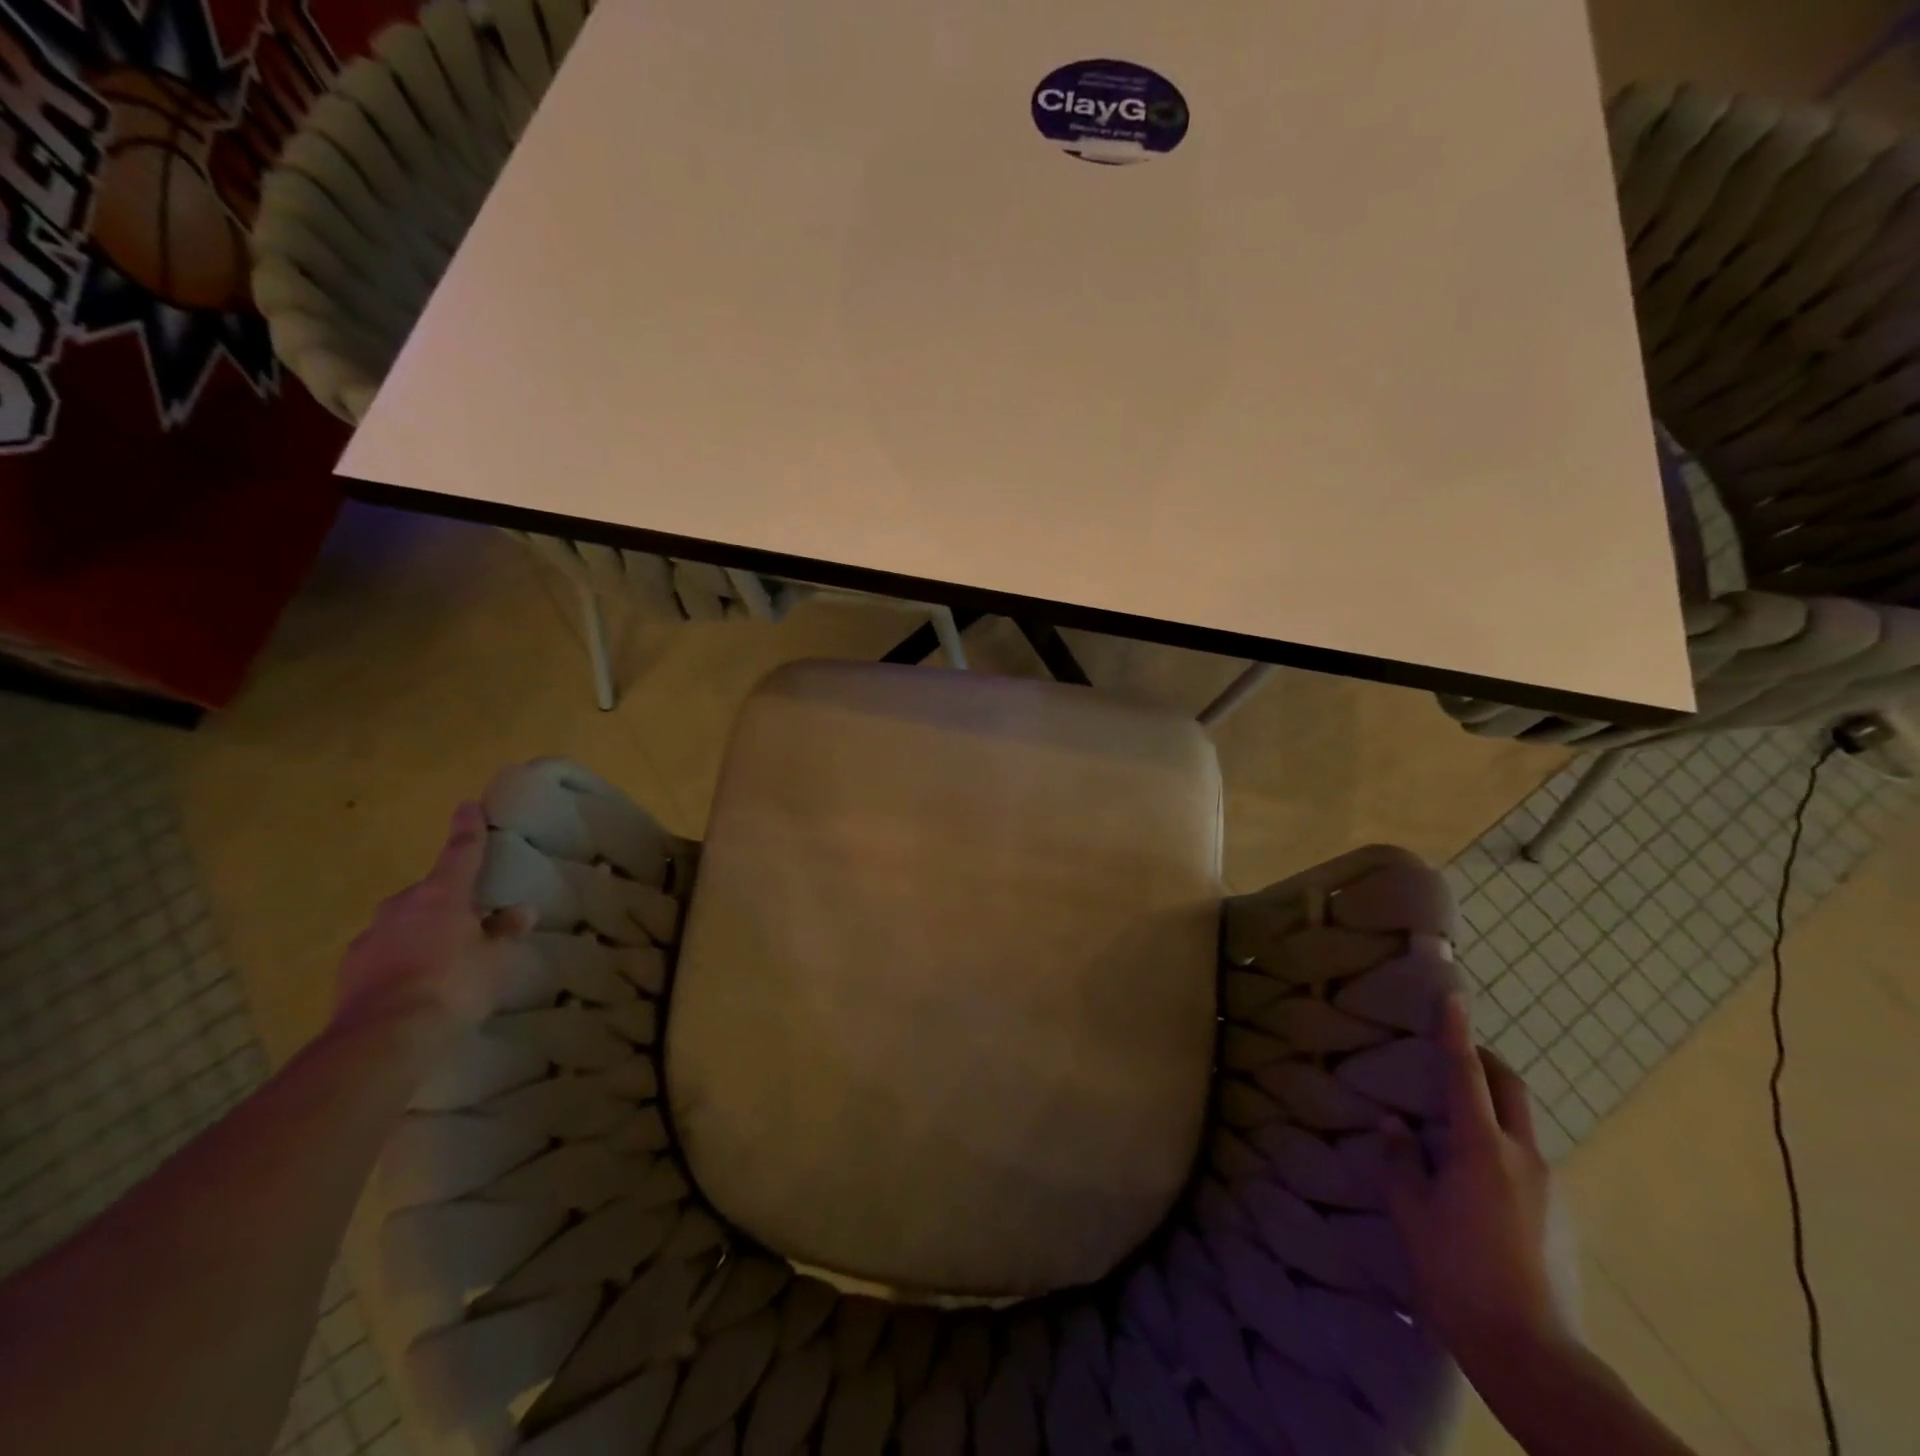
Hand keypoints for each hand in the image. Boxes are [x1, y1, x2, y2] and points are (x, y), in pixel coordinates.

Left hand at [333, 803, 534, 1034]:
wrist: (384, 1036)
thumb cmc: (454, 984)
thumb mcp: (494, 959)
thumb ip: (503, 932)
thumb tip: (520, 913)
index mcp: (442, 894)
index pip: (461, 852)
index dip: (468, 829)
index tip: (468, 805)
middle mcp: (402, 906)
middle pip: (429, 892)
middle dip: (447, 900)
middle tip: (468, 918)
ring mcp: (370, 937)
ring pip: (403, 923)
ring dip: (422, 931)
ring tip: (442, 957)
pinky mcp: (350, 970)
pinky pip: (384, 953)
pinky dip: (401, 959)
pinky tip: (414, 983)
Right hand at [1383, 994, 1571, 1374]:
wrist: (1534, 1355)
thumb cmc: (1457, 1274)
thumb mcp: (1412, 1214)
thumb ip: (1401, 1161)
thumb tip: (1394, 1125)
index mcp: (1481, 1149)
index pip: (1466, 1075)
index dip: (1456, 1033)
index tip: (1454, 996)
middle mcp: (1524, 1158)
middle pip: (1512, 1090)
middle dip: (1488, 1062)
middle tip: (1459, 1054)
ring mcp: (1551, 1189)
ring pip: (1522, 1128)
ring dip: (1494, 1110)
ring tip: (1457, 1129)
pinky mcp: (1562, 1219)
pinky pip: (1529, 1164)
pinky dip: (1503, 1150)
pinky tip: (1479, 1185)